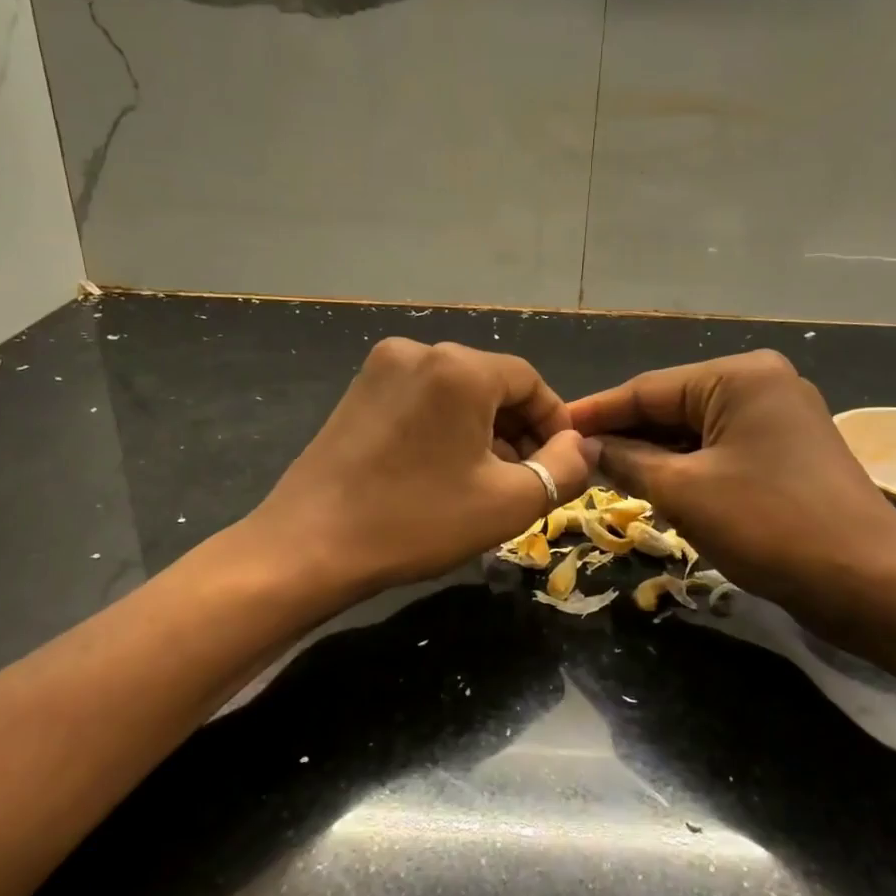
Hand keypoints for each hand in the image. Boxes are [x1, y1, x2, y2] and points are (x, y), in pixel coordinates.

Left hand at [253, 338, 598, 596]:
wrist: (310, 545)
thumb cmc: (418, 521)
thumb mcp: (509, 502)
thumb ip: (564, 468)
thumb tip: (584, 446)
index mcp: (460, 367)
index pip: (530, 381)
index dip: (555, 423)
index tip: (562, 466)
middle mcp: (419, 350)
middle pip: (491, 384)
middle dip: (518, 430)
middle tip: (527, 481)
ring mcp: (380, 369)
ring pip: (455, 394)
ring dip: (482, 432)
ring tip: (487, 483)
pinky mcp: (356, 393)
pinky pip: (421, 401)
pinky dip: (445, 430)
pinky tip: (443, 472)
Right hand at [569, 351, 895, 631]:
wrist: (869, 583)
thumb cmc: (770, 525)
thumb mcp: (684, 491)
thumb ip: (625, 460)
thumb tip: (582, 447)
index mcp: (739, 376)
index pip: (647, 389)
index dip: (595, 412)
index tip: (550, 428)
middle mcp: (761, 384)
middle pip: (671, 407)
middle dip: (622, 435)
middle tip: (568, 459)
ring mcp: (778, 418)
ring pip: (693, 432)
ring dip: (650, 455)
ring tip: (597, 475)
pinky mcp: (784, 453)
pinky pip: (718, 451)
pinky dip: (683, 469)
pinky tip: (648, 485)